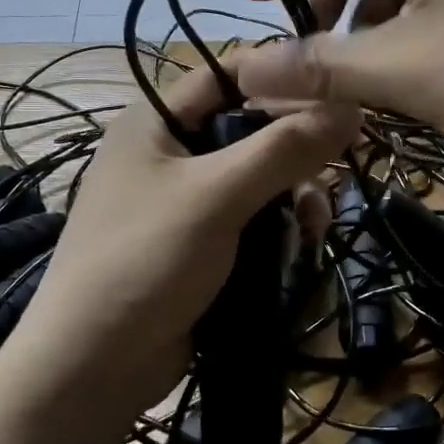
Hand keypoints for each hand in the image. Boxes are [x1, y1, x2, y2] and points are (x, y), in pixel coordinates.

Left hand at [23, 65, 357, 417]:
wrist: (91, 368)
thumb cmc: (146, 261)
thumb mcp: (217, 196)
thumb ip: (284, 149)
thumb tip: (351, 106)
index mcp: (156, 122)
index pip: (227, 74)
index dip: (281, 78)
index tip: (338, 96)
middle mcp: (169, 152)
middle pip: (249, 128)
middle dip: (295, 150)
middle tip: (335, 171)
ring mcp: (183, 201)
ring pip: (257, 177)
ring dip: (294, 195)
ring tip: (314, 226)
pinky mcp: (198, 243)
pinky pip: (250, 217)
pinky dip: (278, 227)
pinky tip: (300, 246)